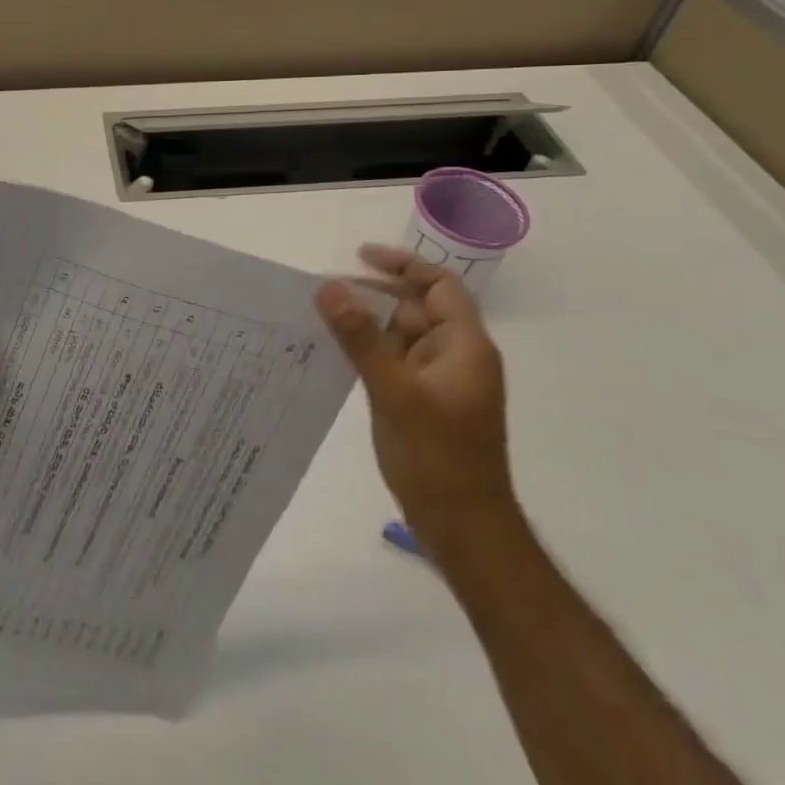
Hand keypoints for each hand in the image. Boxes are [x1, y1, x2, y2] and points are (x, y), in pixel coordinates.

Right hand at [315, 245, 516, 559]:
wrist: (463, 528)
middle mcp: (456, 357)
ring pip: (401, 337)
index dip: (402, 266)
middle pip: (417, 309)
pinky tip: (335, 354)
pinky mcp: (424, 404)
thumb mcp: (394, 391)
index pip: (438, 286)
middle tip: (325, 290)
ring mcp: (440, 382)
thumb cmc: (437, 457)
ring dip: (367, 324)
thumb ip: (360, 337)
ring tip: (320, 317)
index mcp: (464, 346)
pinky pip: (394, 363)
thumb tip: (329, 287)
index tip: (359, 256)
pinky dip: (368, 352)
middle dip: (374, 295)